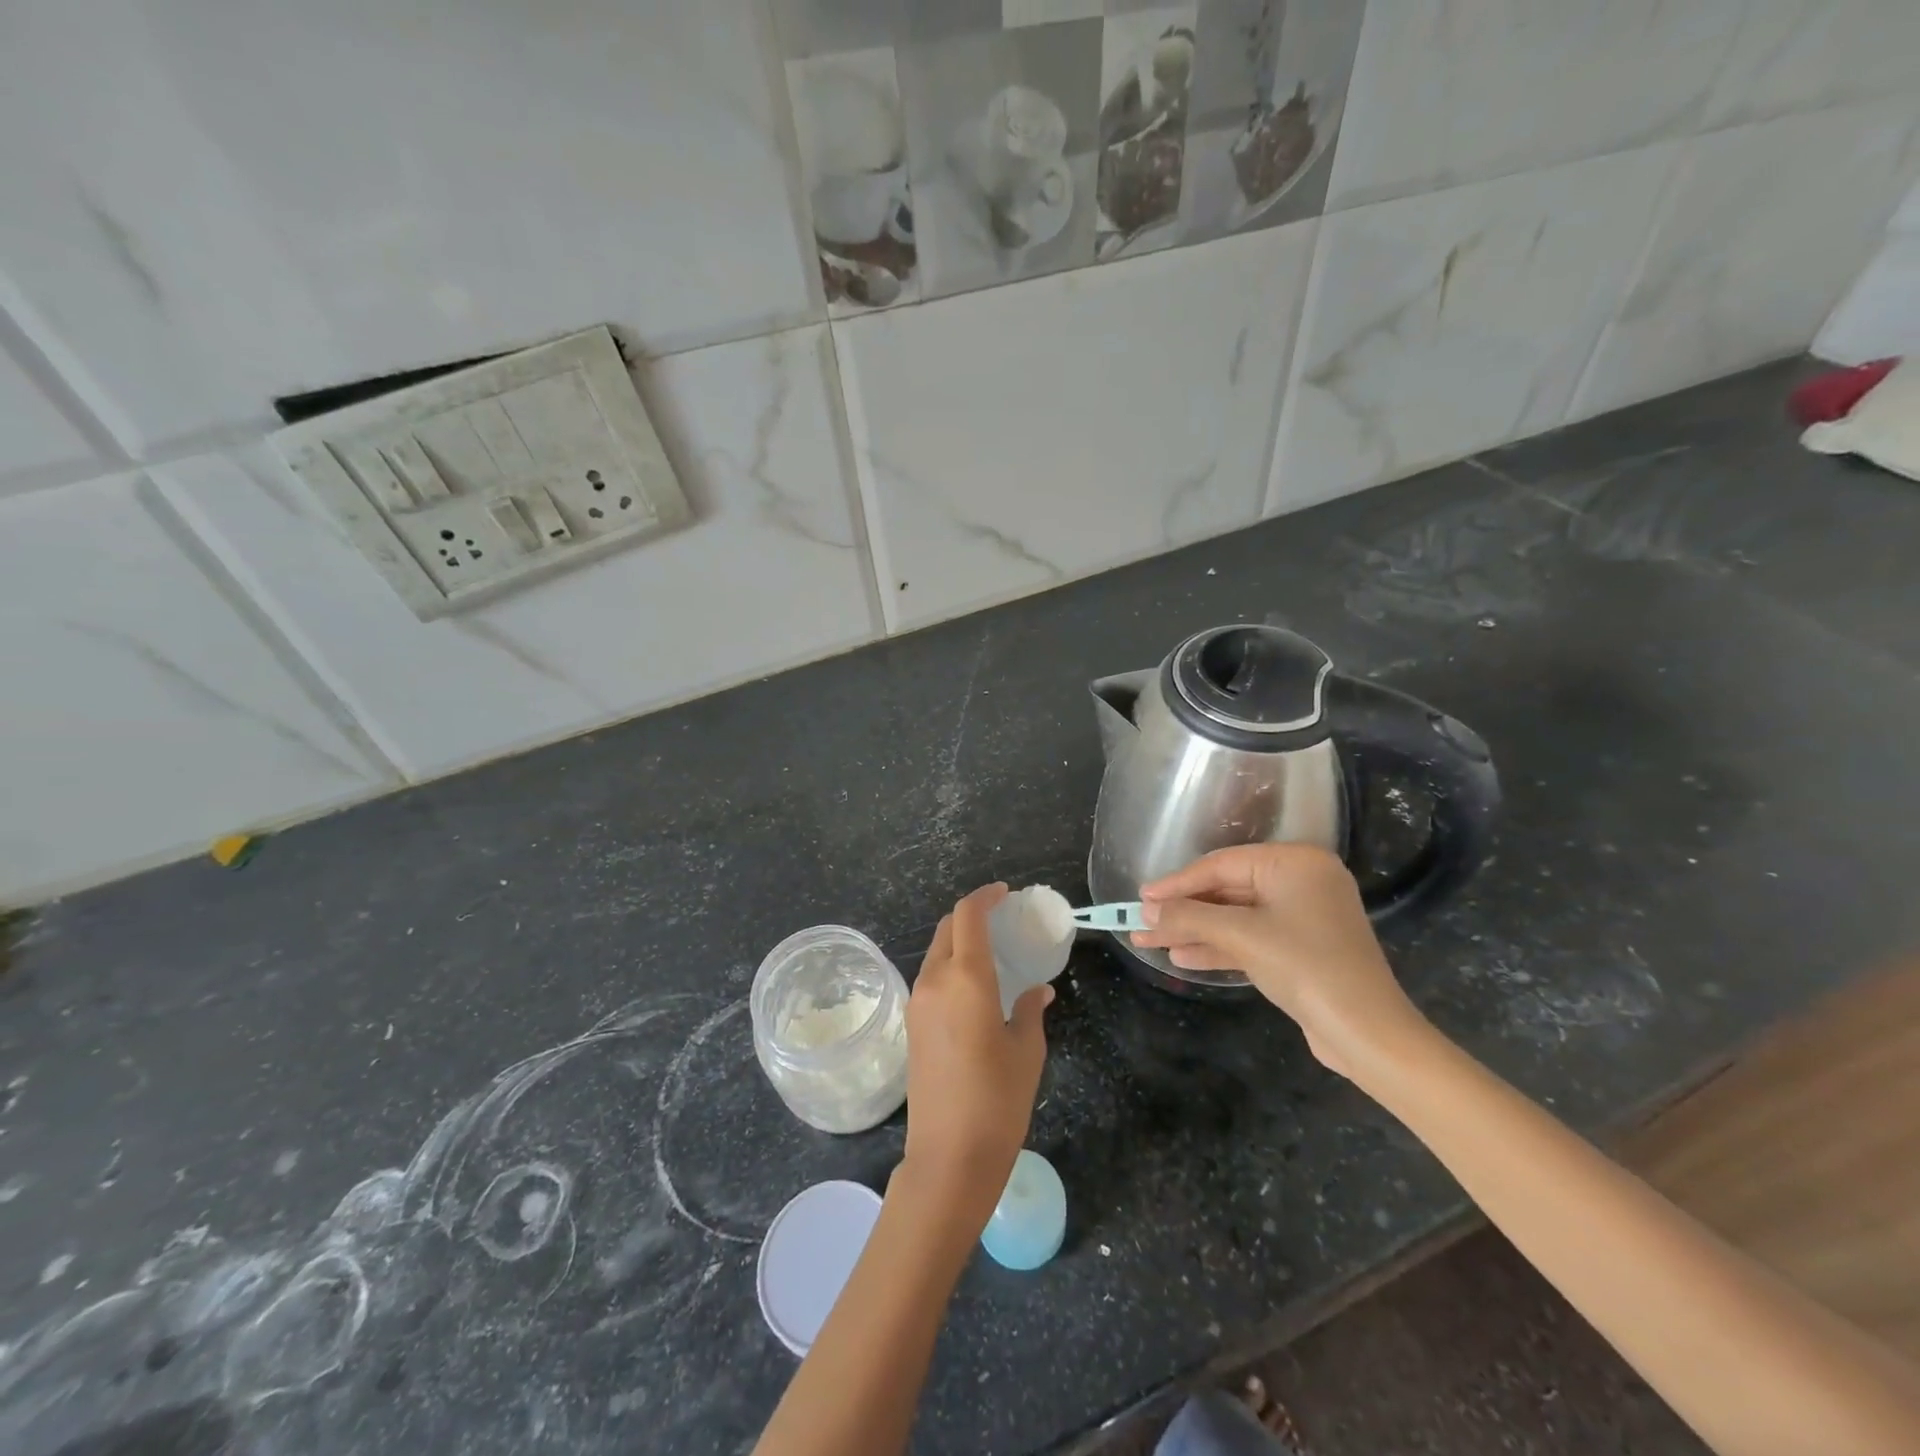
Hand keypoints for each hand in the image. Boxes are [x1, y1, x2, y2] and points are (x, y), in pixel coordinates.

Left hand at [903, 884, 1050, 1225]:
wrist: (948, 1157)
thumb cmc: (997, 1100)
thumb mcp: (1026, 1051)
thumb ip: (1029, 1012)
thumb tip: (1038, 992)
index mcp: (965, 978)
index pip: (967, 916)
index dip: (985, 896)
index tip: (1004, 894)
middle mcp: (934, 981)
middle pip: (947, 929)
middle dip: (971, 916)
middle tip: (1001, 921)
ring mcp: (917, 1003)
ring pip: (935, 954)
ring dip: (959, 943)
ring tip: (991, 954)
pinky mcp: (912, 1026)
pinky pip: (930, 980)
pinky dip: (950, 968)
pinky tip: (974, 988)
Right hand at [1131, 844, 1431, 1077]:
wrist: (1367, 1033)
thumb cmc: (1305, 966)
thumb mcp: (1242, 936)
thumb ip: (1190, 917)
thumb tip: (1148, 913)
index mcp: (1294, 863)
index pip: (1221, 864)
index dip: (1177, 882)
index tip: (1142, 897)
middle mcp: (1301, 882)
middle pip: (1226, 891)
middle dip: (1184, 912)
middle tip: (1142, 922)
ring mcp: (1303, 917)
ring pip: (1235, 918)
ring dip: (1194, 931)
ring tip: (1150, 943)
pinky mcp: (1301, 949)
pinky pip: (1250, 938)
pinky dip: (1219, 947)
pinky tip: (1182, 957)